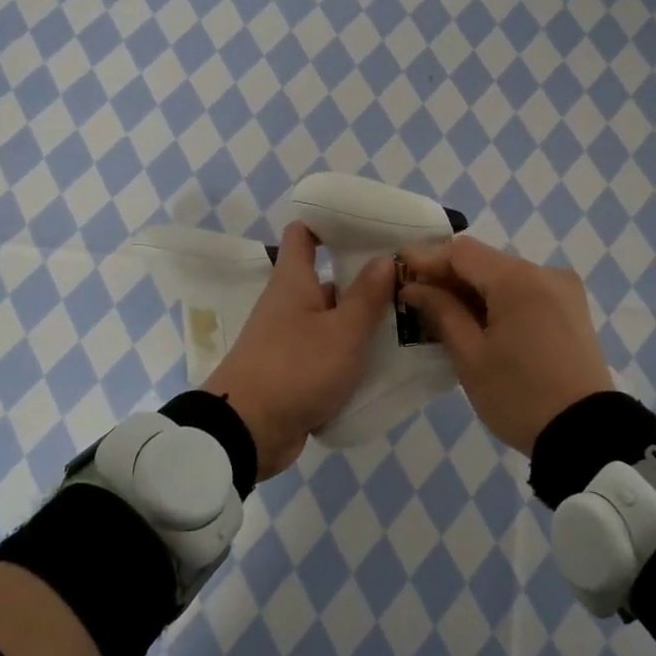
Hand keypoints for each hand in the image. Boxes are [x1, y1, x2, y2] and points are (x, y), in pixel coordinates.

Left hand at [203, 223, 394, 479]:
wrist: (246, 432)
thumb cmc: (295, 369)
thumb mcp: (342, 332)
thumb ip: (367, 296)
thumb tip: (384, 258)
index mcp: (293, 282)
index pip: (304, 234)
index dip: (330, 223)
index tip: (367, 225)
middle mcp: (288, 304)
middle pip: (327, 280)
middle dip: (364, 280)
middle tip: (409, 282)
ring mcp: (289, 340)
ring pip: (331, 320)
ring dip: (362, 322)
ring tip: (409, 322)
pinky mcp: (293, 372)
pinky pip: (327, 354)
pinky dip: (350, 355)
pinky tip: (386, 362)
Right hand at [397, 235, 612, 454]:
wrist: (586, 435)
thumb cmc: (519, 396)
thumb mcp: (471, 356)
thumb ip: (441, 312)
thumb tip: (414, 287)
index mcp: (518, 279)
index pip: (462, 252)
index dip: (427, 258)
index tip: (398, 271)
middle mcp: (545, 272)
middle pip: (485, 261)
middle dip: (449, 276)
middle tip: (416, 298)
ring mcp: (563, 289)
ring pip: (506, 276)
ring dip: (474, 289)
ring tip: (443, 313)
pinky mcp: (572, 309)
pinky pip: (526, 291)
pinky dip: (499, 300)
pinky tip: (479, 322)